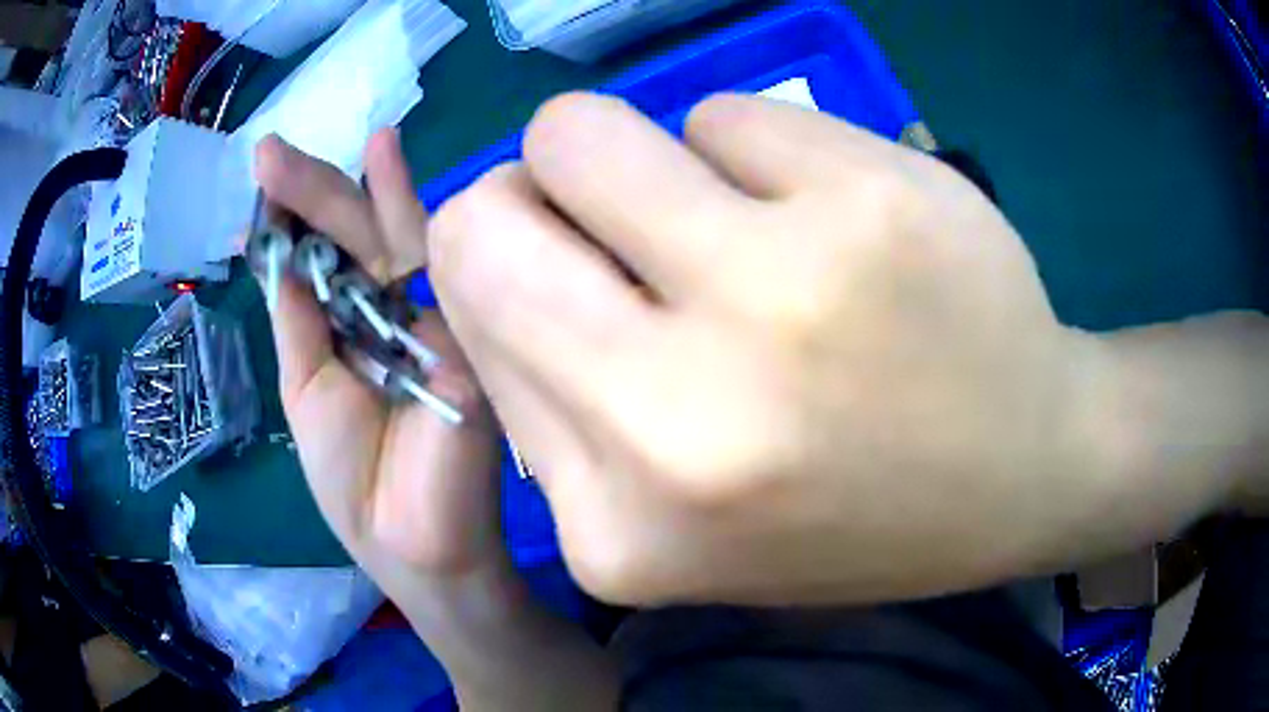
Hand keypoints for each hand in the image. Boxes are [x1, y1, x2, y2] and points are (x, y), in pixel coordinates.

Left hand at [255, 130, 503, 592]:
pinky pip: (429, 261)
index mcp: (355, 326)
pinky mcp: (463, 332)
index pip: (324, 257)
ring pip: (383, 235)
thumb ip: (297, 319)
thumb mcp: (305, 391)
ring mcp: (434, 315)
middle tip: (264, 155)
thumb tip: (272, 247)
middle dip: (305, 193)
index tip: (257, 186)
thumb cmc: (356, 486)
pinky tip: (382, 152)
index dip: (288, 221)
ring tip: (282, 157)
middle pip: (349, 236)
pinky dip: (400, 203)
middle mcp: (395, 309)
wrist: (416, 550)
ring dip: (335, 189)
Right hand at [429, 93, 1115, 605]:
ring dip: (638, 162)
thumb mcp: (667, 515)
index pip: (463, 304)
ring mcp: (784, 294)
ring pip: (581, 130)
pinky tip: (832, 222)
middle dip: (533, 198)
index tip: (564, 274)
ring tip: (736, 227)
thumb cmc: (849, 509)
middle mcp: (678, 420)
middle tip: (622, 226)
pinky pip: (725, 113)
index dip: (500, 267)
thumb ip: (549, 391)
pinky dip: (758, 152)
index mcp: (614, 522)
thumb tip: (484, 247)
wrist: (1022, 477)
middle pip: (486, 211)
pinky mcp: (869, 198)